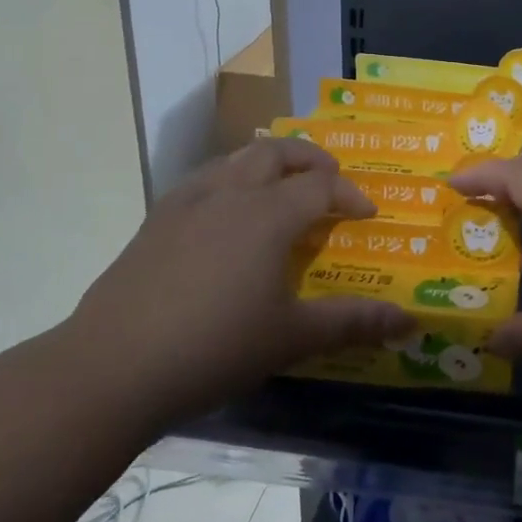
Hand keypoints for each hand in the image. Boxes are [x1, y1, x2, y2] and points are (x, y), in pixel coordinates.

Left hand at [69, 139, 414, 417]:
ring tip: (281, 188)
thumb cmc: (214, 348)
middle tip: (328, 179)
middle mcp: (230, 193)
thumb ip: (353, 323)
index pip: (321, 185)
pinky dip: (229, 181)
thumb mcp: (291, 338)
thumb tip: (410, 322)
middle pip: (276, 153)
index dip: (349, 194)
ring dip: (267, 164)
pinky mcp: (154, 221)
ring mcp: (186, 203)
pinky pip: (203, 180)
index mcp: (268, 214)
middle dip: (310, 159)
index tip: (366, 215)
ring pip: (235, 159)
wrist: (111, 369)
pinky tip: (225, 215)